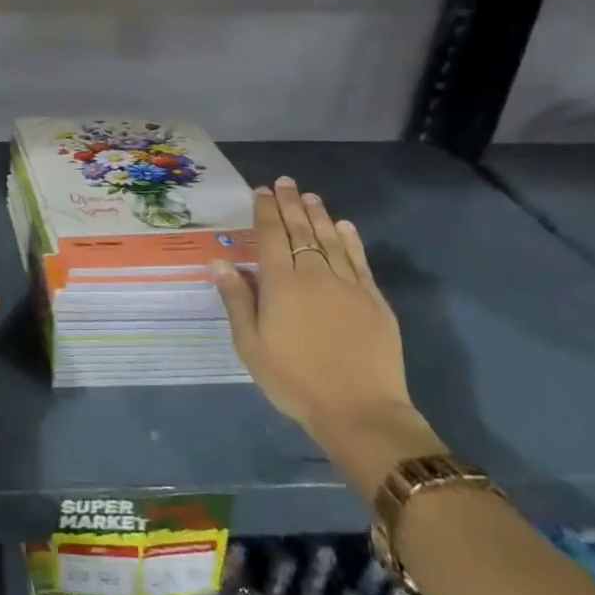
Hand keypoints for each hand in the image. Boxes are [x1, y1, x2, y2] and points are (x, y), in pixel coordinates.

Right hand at [212, 178, 426, 469]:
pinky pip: (359, 261)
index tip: (262, 191)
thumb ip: (237, 300)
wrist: (360, 412)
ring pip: (330, 240)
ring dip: (318, 215)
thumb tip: (220, 262)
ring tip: (310, 196)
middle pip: (300, 231)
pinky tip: (344, 227)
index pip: (270, 236)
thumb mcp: (251, 345)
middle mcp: (314, 275)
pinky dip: (350, 240)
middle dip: (291, 204)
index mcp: (281, 284)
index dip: (265, 211)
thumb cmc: (294, 380)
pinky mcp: (374, 300)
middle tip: (286, 182)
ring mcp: (348, 285)